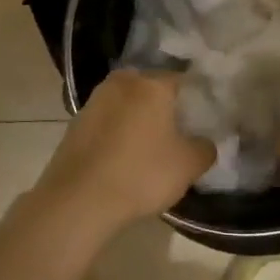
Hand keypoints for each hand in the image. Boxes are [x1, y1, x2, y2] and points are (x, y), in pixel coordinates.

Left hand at [27, 70, 214, 238]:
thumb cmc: (141, 174)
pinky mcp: (75, 123)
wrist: (78, 200)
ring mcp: (94, 101)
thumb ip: (205, 148)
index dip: (194, 97)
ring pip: (125, 102)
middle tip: (176, 129)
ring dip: (136, 117)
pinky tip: (122, 155)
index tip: (202, 116)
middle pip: (150, 87)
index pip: (181, 79)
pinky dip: (116, 131)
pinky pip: (106, 120)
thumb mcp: (188, 166)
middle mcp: (121, 83)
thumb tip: (204, 142)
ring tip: (148, 144)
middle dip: (163, 103)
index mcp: (151, 85)